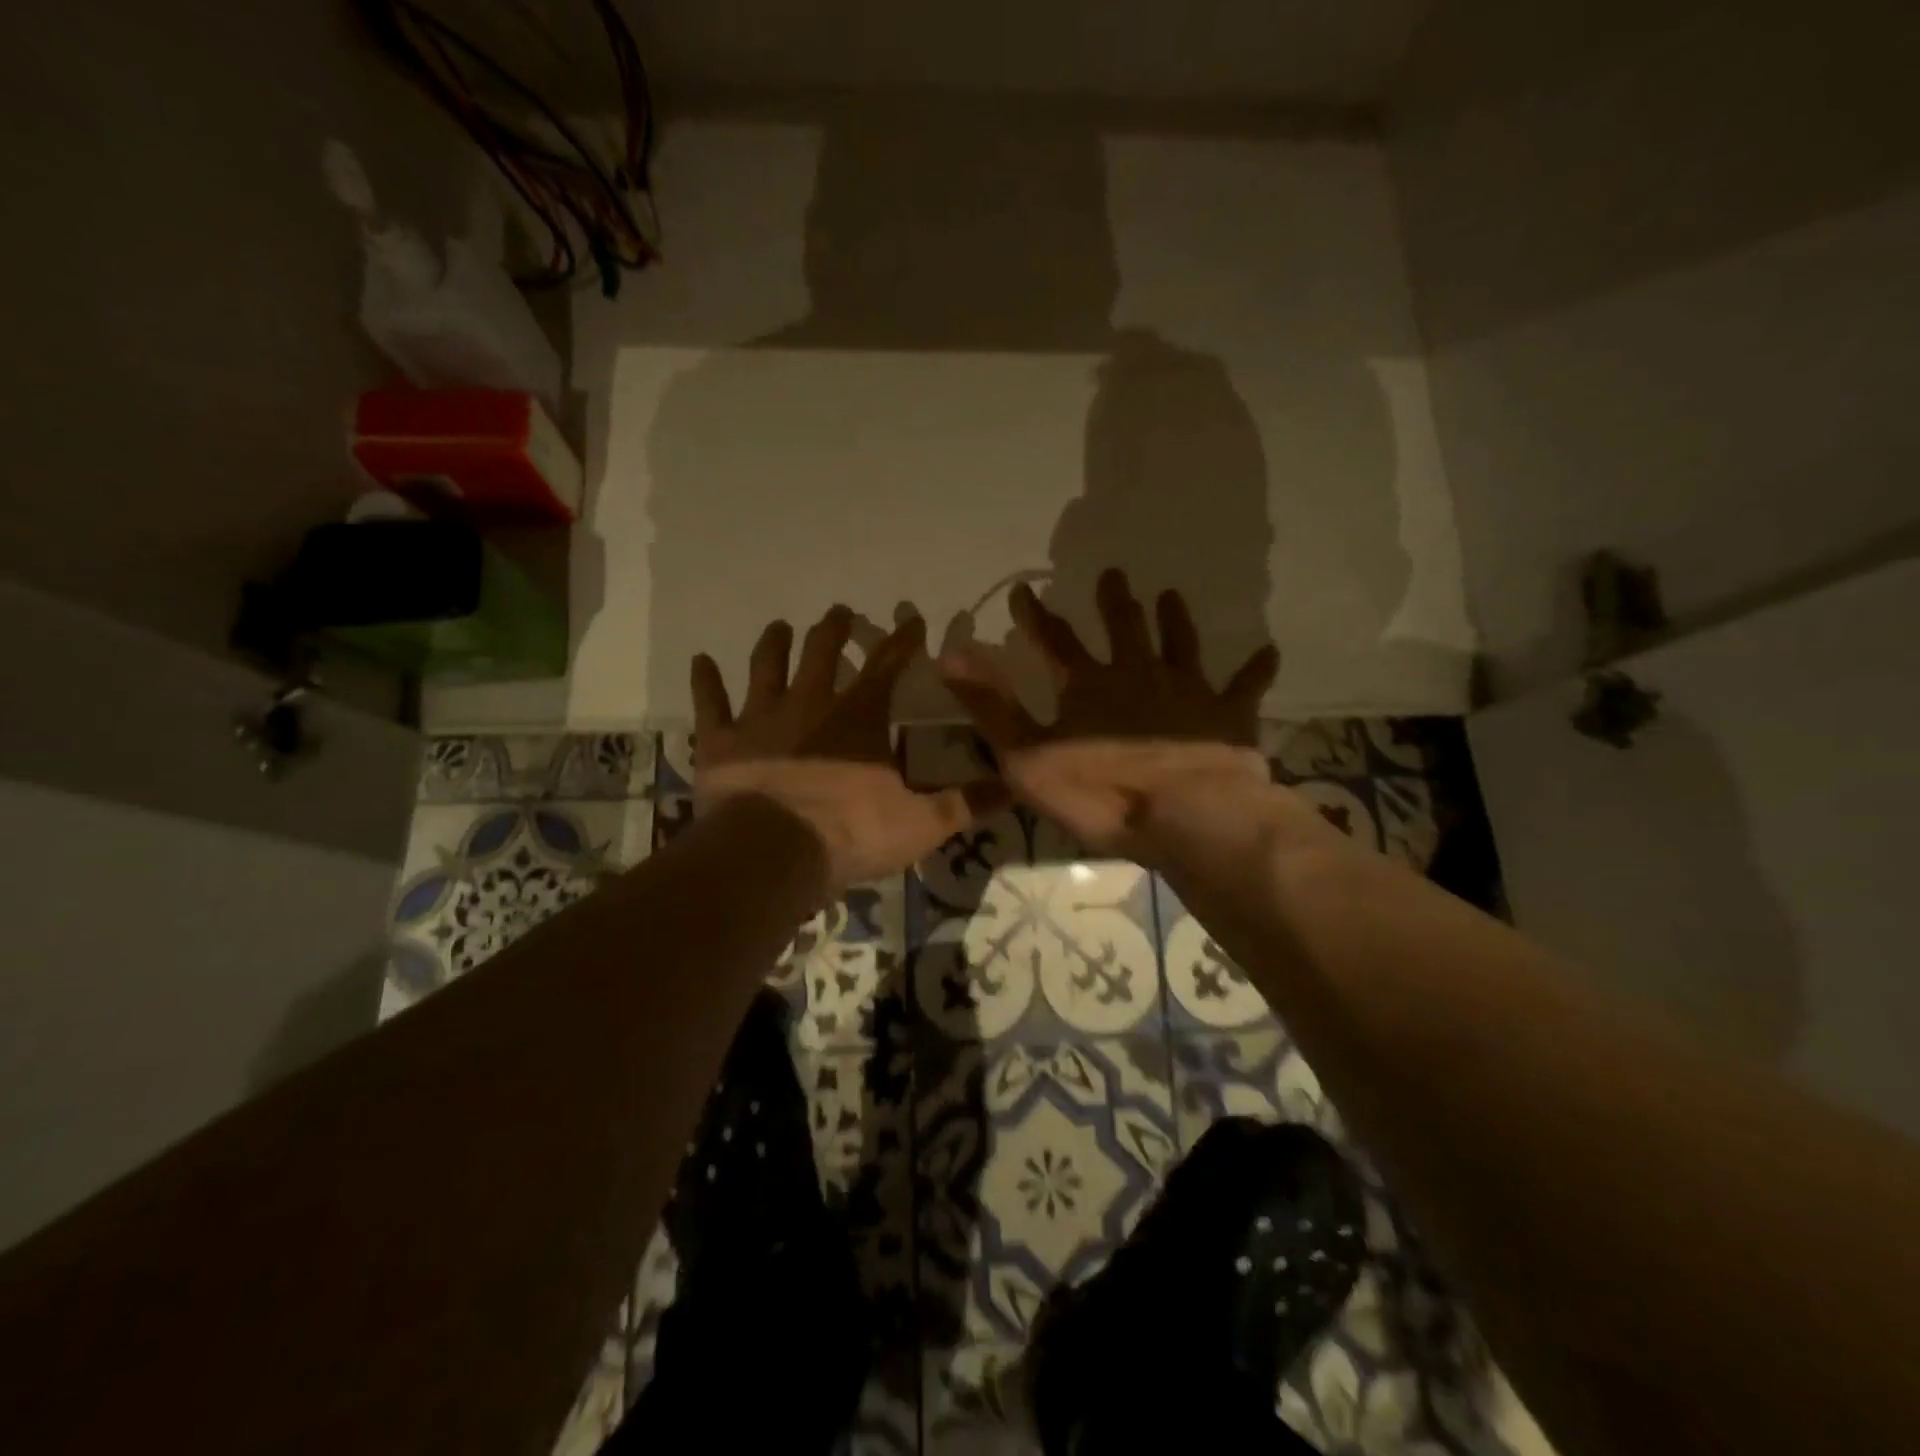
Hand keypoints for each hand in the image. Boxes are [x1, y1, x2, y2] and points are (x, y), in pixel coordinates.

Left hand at [692, 606, 1000, 894]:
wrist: (772, 854)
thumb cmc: (851, 833)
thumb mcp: (922, 824)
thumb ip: (966, 803)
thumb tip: (1015, 786)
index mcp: (859, 716)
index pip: (888, 665)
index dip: (903, 640)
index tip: (912, 618)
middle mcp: (809, 703)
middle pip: (822, 652)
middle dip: (834, 629)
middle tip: (840, 612)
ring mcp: (760, 719)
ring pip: (767, 667)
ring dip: (775, 644)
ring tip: (781, 626)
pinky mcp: (721, 742)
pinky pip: (710, 704)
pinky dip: (705, 682)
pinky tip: (701, 661)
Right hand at [937, 568, 1283, 864]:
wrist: (1186, 816)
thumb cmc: (1100, 792)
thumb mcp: (1027, 755)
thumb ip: (990, 705)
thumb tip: (948, 653)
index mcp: (1089, 686)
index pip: (1055, 641)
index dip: (1037, 616)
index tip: (1025, 591)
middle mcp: (1137, 674)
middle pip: (1123, 629)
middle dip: (1114, 602)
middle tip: (1113, 574)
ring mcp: (1187, 691)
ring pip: (1179, 644)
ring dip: (1173, 620)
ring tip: (1171, 595)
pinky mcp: (1227, 715)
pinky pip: (1244, 686)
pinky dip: (1256, 669)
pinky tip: (1270, 651)